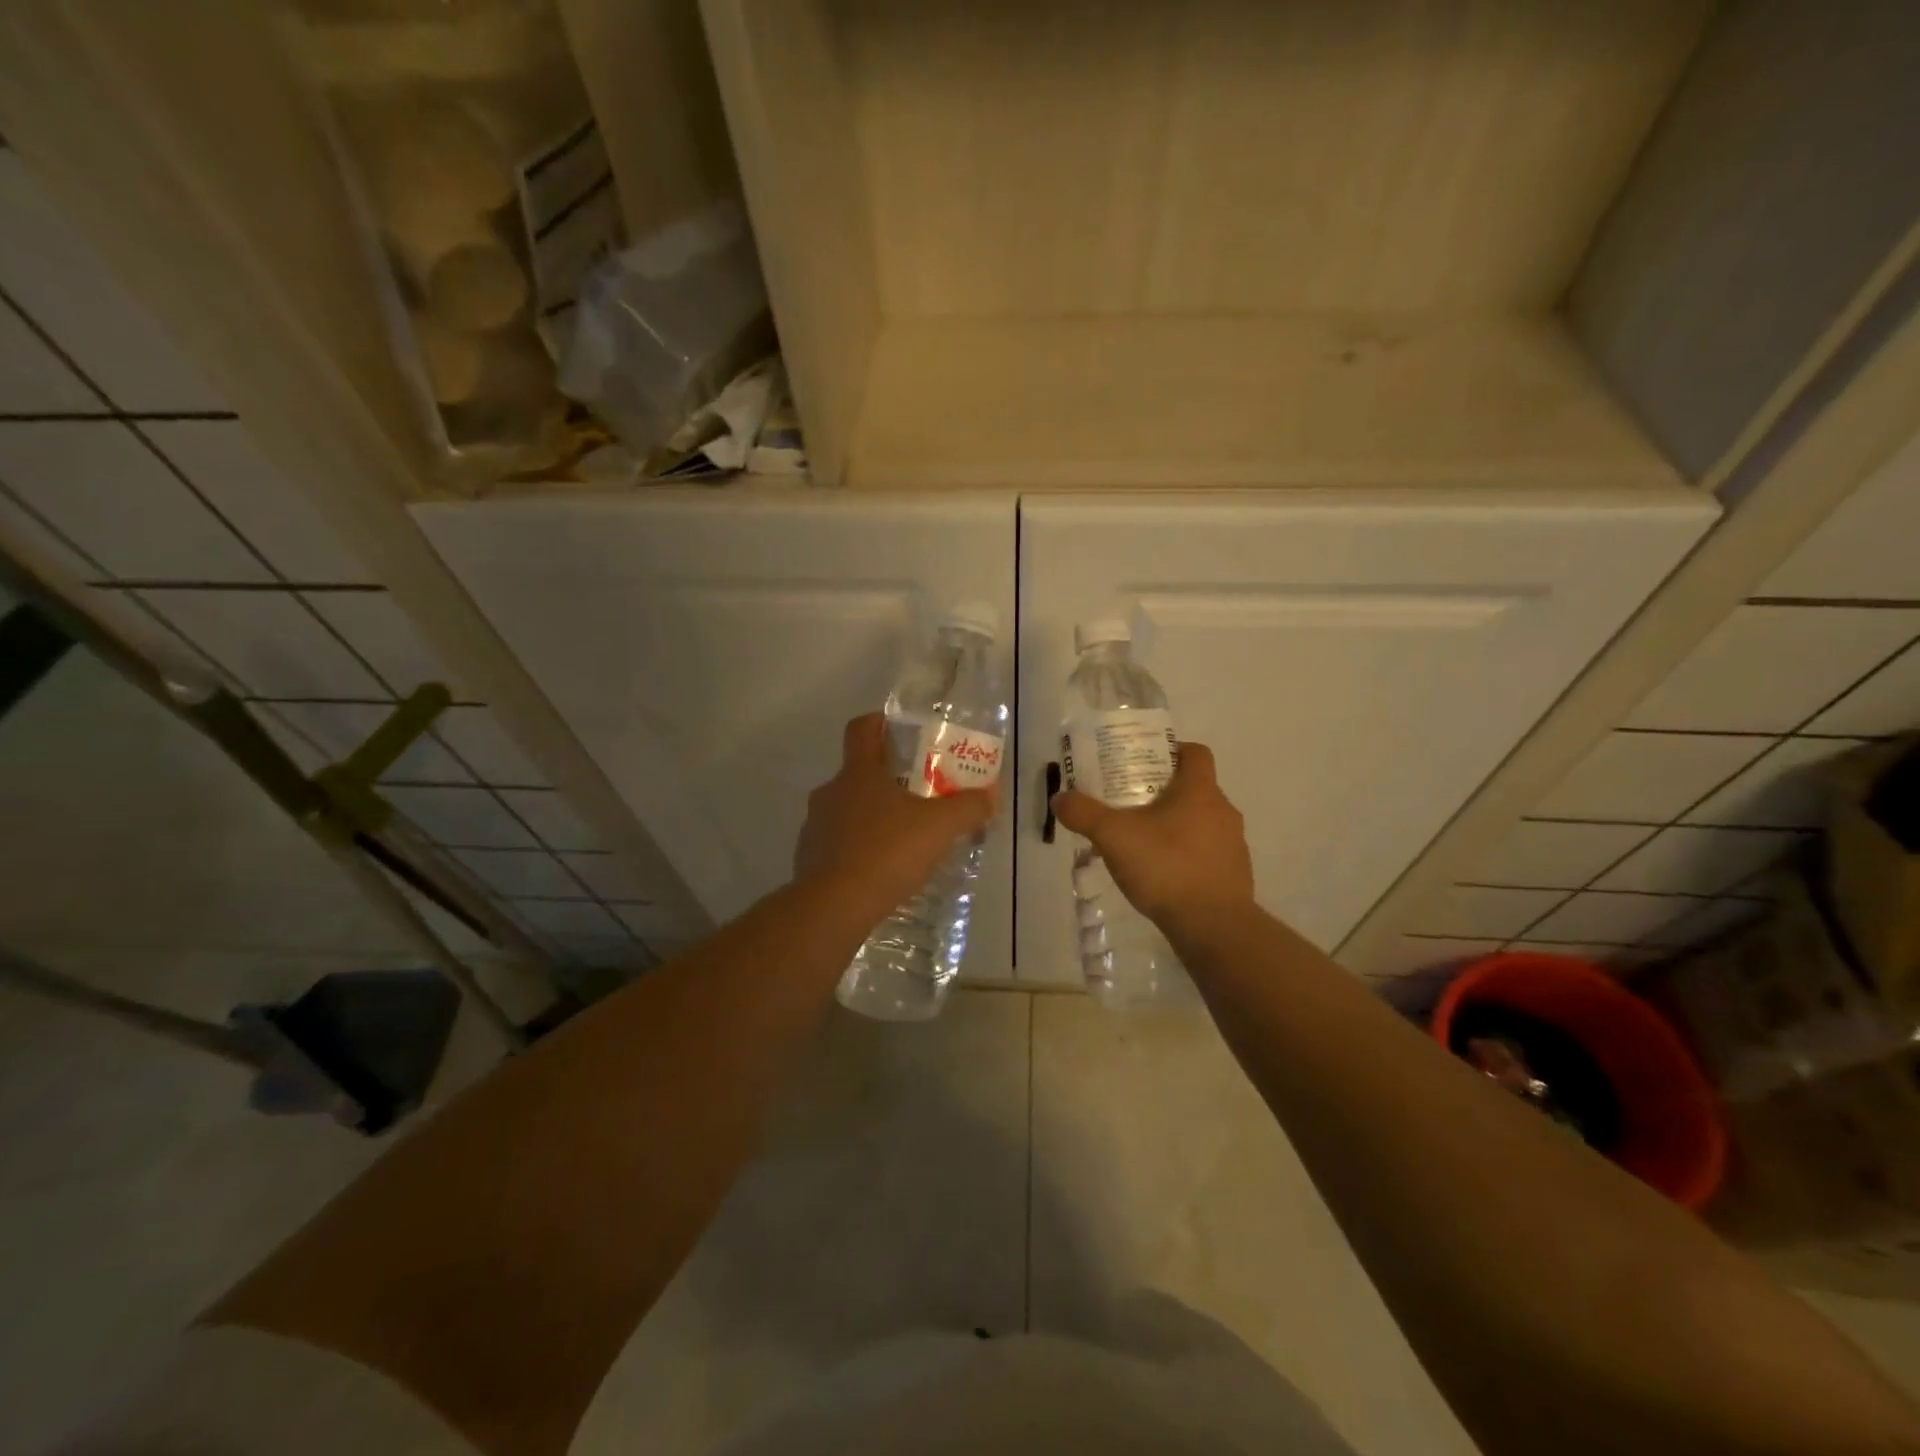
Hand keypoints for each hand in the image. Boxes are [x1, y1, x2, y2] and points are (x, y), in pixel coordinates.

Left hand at [795, 714, 998, 918]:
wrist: (833, 906)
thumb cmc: (887, 852)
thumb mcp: (940, 827)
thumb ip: (969, 807)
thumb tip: (991, 794)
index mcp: (858, 773)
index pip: (861, 729)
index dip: (879, 723)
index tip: (899, 730)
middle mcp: (831, 792)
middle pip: (858, 773)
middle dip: (887, 780)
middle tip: (918, 795)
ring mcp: (815, 826)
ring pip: (846, 810)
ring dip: (871, 817)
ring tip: (902, 838)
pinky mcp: (808, 859)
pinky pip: (837, 844)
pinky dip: (857, 850)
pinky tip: (880, 871)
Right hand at [1050, 742, 1253, 929]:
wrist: (1213, 927)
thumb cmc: (1166, 867)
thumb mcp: (1113, 837)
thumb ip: (1084, 814)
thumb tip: (1060, 798)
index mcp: (1200, 790)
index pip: (1195, 752)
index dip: (1171, 751)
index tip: (1143, 764)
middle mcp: (1223, 810)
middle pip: (1195, 788)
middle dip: (1163, 793)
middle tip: (1129, 805)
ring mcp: (1233, 845)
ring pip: (1201, 822)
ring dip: (1175, 826)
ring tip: (1141, 843)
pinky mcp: (1234, 875)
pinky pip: (1206, 853)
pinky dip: (1185, 856)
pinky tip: (1160, 875)